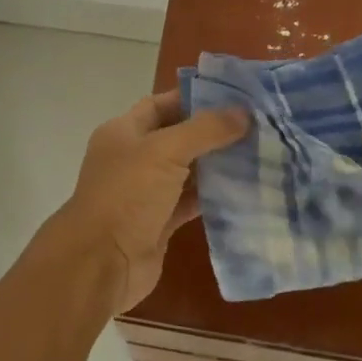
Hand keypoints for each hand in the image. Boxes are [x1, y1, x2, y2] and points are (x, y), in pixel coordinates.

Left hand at [51, 90, 248, 313]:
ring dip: (218, 164)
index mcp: (124, 132)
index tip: (235, 97)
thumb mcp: (165, 151)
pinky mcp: (160, 222)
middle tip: (257, 125)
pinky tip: (246, 189)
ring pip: (188, 171)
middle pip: (178, 137)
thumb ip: (205, 130)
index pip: (161, 104)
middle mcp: (134, 158)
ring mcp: (146, 192)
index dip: (194, 98)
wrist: (101, 264)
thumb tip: (244, 113)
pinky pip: (192, 202)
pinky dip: (215, 196)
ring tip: (260, 152)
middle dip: (213, 132)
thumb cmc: (127, 195)